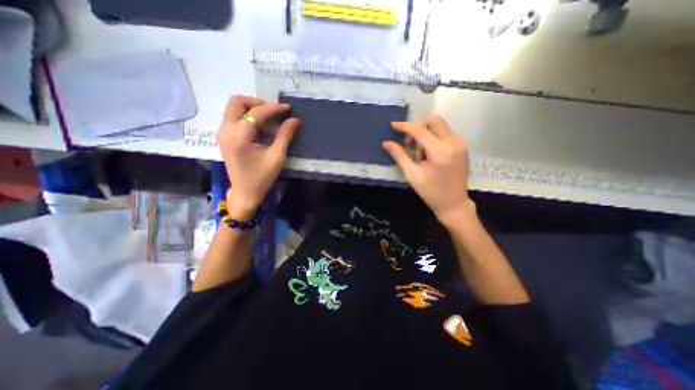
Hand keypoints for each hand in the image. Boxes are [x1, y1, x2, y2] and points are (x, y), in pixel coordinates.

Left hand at [217, 95, 299, 219]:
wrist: (245, 192)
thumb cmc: (262, 177)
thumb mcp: (276, 157)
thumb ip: (285, 136)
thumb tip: (295, 119)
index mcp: (239, 136)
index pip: (256, 112)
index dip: (273, 108)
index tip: (288, 108)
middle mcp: (226, 130)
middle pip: (237, 102)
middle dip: (258, 103)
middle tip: (274, 112)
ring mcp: (223, 133)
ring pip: (234, 108)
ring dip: (253, 109)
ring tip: (269, 121)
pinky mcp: (224, 137)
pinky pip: (234, 117)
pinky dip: (248, 117)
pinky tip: (261, 129)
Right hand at [379, 116, 472, 222]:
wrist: (454, 204)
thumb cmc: (431, 192)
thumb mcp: (412, 175)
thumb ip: (399, 156)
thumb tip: (386, 143)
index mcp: (440, 151)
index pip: (420, 130)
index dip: (405, 126)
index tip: (393, 125)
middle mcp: (453, 142)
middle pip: (434, 121)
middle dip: (418, 128)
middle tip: (410, 143)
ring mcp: (461, 144)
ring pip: (440, 126)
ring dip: (426, 134)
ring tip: (420, 154)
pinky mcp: (462, 147)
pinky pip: (445, 133)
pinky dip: (434, 138)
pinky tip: (429, 154)